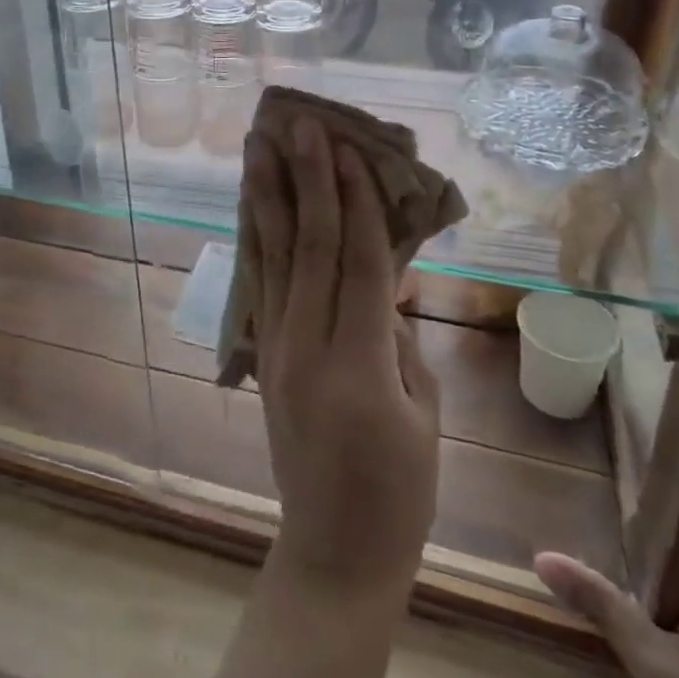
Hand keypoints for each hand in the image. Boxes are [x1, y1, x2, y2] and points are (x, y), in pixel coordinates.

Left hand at [242, 117, 440, 599]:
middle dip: (306, 179)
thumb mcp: (424, 413)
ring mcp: (277, 347)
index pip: (357, 262)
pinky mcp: (263, 353)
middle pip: (308, 245)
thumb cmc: (399, 491)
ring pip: (273, 255)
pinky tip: (253, 203)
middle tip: (299, 124)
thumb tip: (385, 280)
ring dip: (267, 194)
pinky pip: (261, 282)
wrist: (334, 552)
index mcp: (359, 365)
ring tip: (259, 145)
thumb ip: (401, 337)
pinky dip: (258, 235)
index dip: (355, 201)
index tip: (349, 149)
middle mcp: (307, 345)